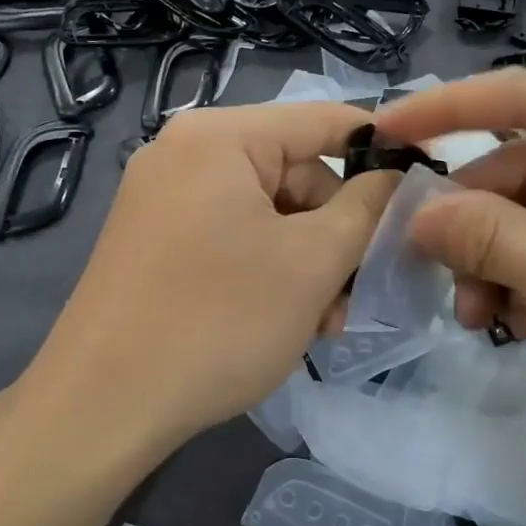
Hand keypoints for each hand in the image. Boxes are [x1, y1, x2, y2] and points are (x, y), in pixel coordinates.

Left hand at [19, 102, 396, 449]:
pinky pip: (231, 236)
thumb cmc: (219, 321)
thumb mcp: (312, 262)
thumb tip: (396, 174)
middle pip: (294, 173)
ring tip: (322, 322)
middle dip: (334, 232)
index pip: (325, 120)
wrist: (102, 405)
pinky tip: (282, 319)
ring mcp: (162, 197)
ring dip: (305, 262)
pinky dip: (265, 269)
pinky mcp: (153, 240)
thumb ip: (367, 207)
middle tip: (355, 294)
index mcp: (220, 136)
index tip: (424, 189)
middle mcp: (184, 152)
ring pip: (266, 213)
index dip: (382, 149)